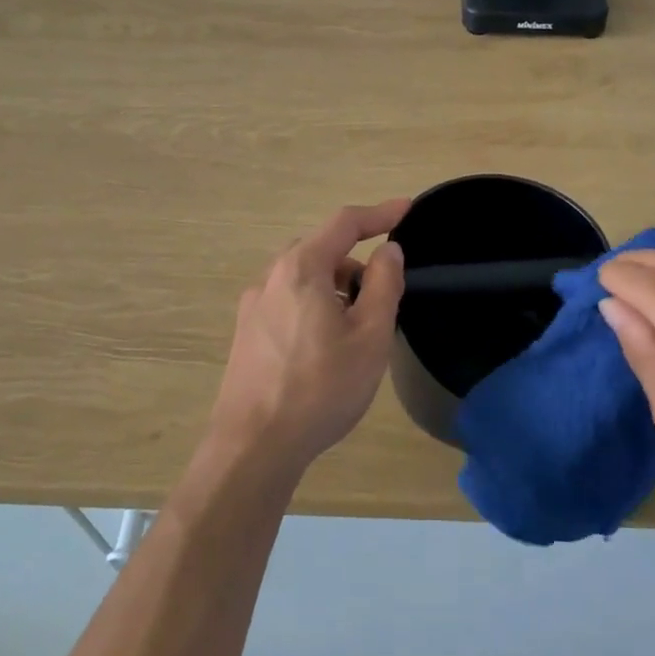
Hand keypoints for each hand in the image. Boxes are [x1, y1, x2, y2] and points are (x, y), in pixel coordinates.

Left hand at [209, 198, 408, 479]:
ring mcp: (253, 306)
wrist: (253, 446)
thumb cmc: (320, 388)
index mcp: (301, 269)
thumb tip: (388, 250)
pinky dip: (314, 304)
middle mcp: (270, 278)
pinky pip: (287, 301)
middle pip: (320, 249)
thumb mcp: (369, 336)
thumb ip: (384, 285)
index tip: (408, 209)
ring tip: (358, 325)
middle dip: (355, 260)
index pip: (344, 223)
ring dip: (334, 285)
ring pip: (302, 277)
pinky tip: (325, 345)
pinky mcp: (246, 334)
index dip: (379, 213)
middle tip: (384, 291)